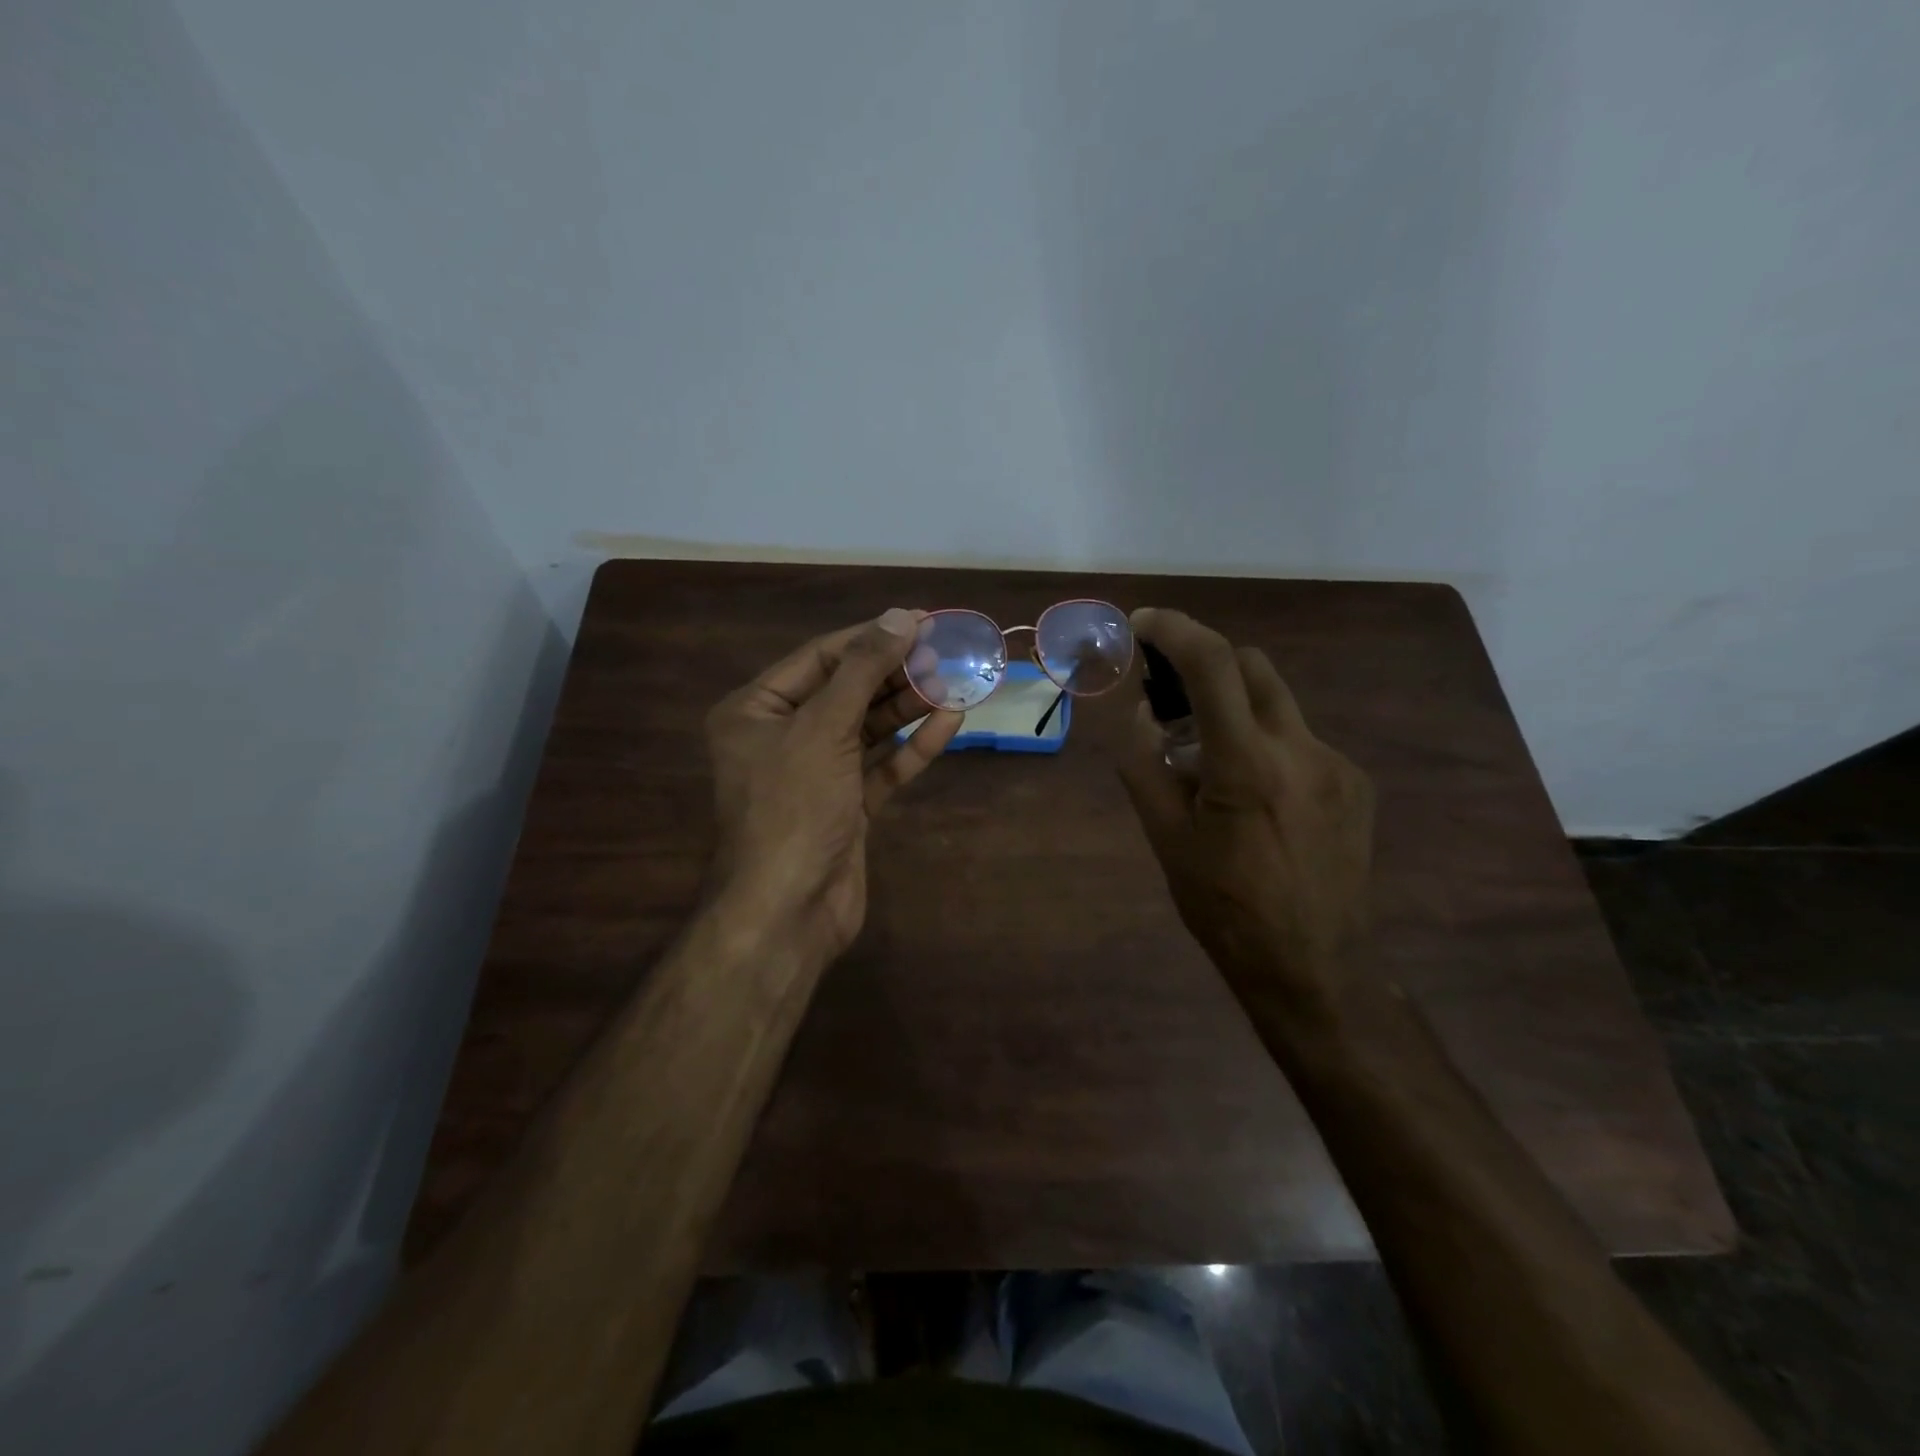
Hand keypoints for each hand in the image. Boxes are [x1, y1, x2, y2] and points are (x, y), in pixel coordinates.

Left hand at [705, 608, 963, 964]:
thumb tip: (901, 617)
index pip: (820, 658)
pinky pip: (880, 766)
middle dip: (894, 673)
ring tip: (954, 682)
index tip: (921, 620)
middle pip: (846, 691)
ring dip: (908, 707)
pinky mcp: (845, 805)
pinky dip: (912, 747)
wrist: (789, 910)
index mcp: (755, 711)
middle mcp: (781, 737)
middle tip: (945, 653)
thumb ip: (863, 670)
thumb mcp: (823, 728)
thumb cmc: (793, 807)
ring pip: (867, 729)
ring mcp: (816, 774)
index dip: (871, 637)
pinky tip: (949, 723)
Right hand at [1118, 608, 1375, 1018]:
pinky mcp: (1357, 785)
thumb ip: (1145, 766)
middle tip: (1172, 700)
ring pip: (1278, 704)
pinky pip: (1301, 740)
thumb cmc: (1224, 908)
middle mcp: (1302, 749)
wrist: (1314, 967)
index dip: (1175, 629)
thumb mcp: (1165, 840)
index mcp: (1247, 764)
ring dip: (1235, 710)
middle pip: (1252, 666)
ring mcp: (1337, 765)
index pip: (1212, 665)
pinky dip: (1266, 745)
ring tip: (1210, 764)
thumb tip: (1142, 713)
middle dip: (1207, 665)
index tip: (1143, 624)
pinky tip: (1256, 798)